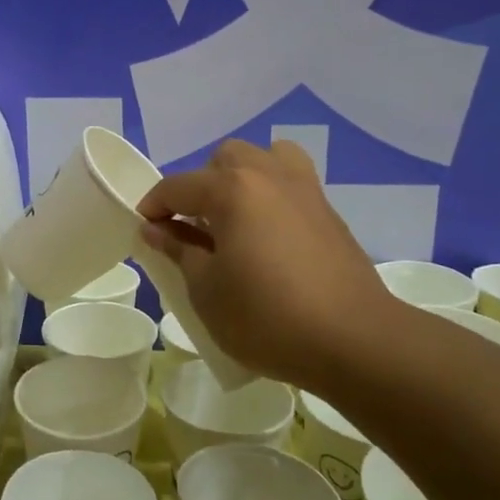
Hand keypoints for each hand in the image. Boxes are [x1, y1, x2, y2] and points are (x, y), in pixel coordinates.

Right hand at [136, 139, 393, 386]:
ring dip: (243, 178)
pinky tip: (269, 236)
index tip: (145, 230)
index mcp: (232, 189)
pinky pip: (292, 182)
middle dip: (201, 185)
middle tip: (195, 225)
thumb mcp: (207, 290)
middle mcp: (267, 175)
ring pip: (265, 158)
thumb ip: (180, 250)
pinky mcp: (328, 212)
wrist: (355, 341)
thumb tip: (157, 229)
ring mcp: (304, 189)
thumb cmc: (267, 316)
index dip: (154, 206)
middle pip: (224, 159)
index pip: (178, 186)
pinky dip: (272, 194)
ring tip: (237, 217)